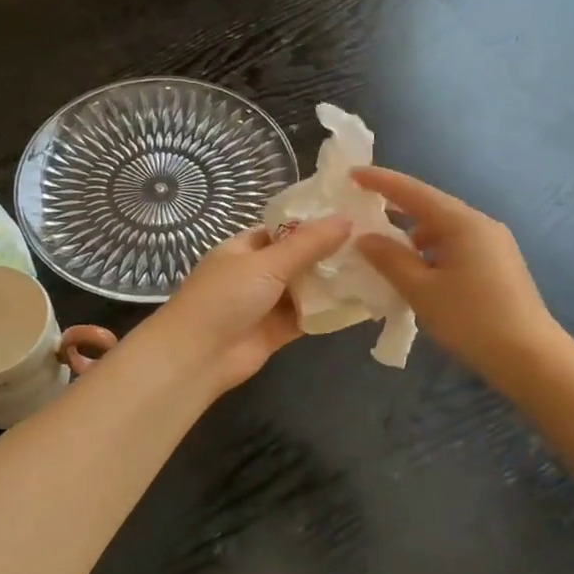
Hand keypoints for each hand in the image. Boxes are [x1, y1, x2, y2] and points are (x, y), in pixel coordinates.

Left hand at [138, 217, 352, 393]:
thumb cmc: (225, 298)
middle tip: (373, 243)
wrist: (198, 357)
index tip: (352, 216)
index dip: (315, 223)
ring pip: (306, 288)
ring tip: (375, 268)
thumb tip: (347, 218)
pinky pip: (308, 316)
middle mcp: (256, 272)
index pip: (284, 228)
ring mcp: (266, 303)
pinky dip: (329, 311)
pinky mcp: (277, 331)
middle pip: (298, 259)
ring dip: (332, 282)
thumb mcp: (267, 263)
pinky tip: (362, 302)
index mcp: (245, 247)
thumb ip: (308, 244)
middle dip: (329, 254)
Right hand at [351, 167, 560, 385]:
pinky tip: (419, 274)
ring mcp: (494, 243)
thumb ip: (390, 260)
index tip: (351, 174)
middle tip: (362, 213)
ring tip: (386, 253)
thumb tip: (364, 238)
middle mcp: (480, 224)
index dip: (379, 181)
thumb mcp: (421, 291)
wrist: (531, 357)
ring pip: (444, 229)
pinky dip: (432, 252)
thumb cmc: (471, 320)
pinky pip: (457, 245)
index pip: (412, 191)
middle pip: (430, 207)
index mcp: (462, 222)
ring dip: (413, 236)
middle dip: (395, 209)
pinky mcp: (499, 264)